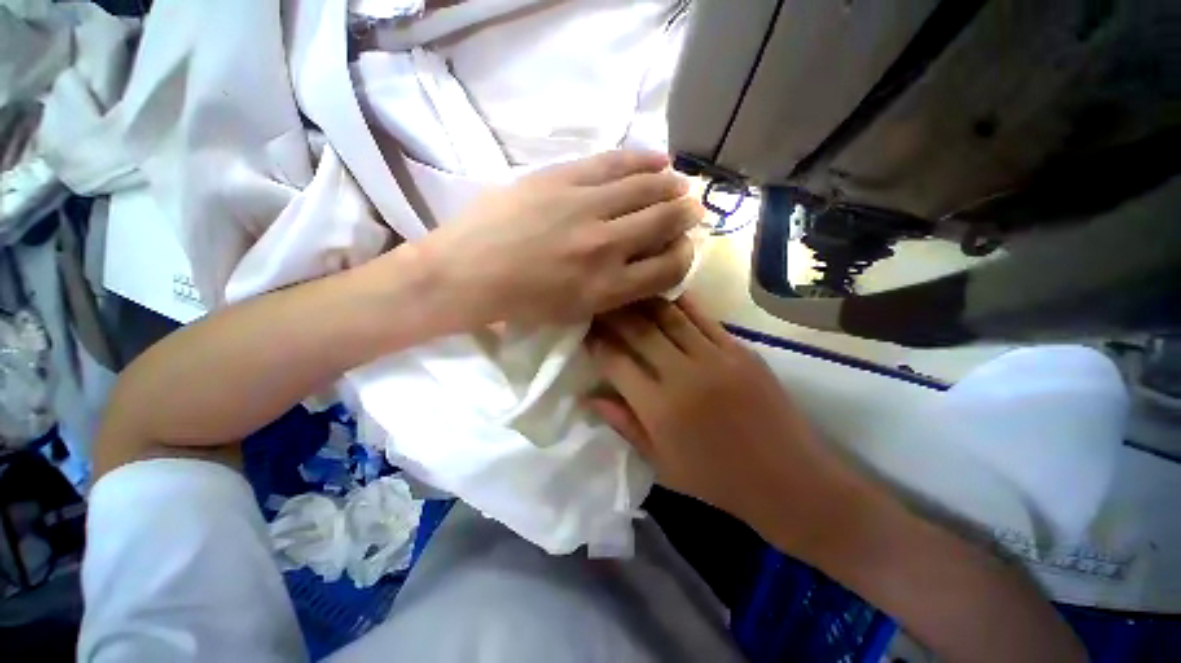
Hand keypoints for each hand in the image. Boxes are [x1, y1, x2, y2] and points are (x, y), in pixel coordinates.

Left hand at [416, 151, 702, 327]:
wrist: (468, 273)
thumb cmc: (521, 303)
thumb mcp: (575, 312)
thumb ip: (616, 291)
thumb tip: (645, 264)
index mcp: (607, 289)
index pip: (668, 268)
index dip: (684, 256)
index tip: (683, 248)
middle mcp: (606, 247)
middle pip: (664, 222)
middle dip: (685, 215)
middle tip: (691, 209)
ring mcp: (584, 208)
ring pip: (646, 188)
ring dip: (670, 185)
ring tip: (678, 183)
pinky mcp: (563, 179)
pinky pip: (615, 162)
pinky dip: (643, 159)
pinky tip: (659, 159)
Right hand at [586, 297, 878, 555]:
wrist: (791, 481)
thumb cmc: (718, 481)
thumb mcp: (662, 464)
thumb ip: (624, 424)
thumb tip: (589, 397)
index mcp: (660, 409)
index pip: (616, 362)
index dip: (596, 343)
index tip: (585, 332)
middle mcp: (684, 375)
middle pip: (639, 330)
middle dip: (613, 314)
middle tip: (600, 305)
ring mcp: (716, 357)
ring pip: (669, 315)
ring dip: (642, 302)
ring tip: (626, 295)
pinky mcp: (740, 349)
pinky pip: (703, 317)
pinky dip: (679, 303)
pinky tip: (663, 296)